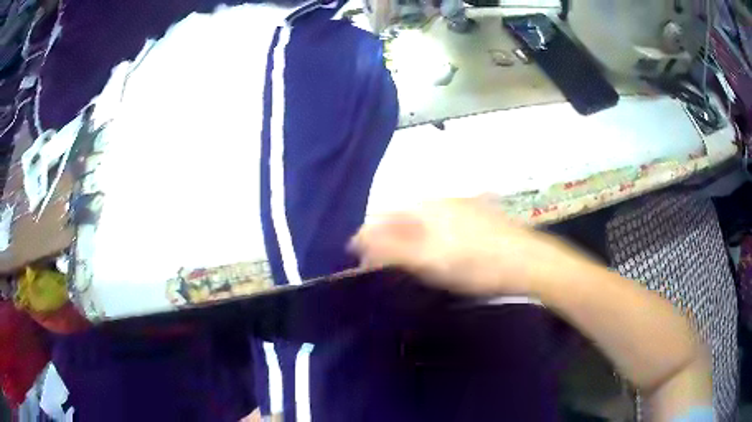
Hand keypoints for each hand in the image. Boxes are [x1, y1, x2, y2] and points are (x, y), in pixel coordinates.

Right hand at [350, 198, 584, 296]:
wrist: (527, 262)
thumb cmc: (476, 263)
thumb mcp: (429, 260)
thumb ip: (391, 249)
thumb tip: (358, 241)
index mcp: (425, 205)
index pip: (382, 216)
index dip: (366, 238)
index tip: (360, 262)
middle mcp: (440, 199)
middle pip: (401, 218)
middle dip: (387, 241)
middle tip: (384, 268)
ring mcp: (461, 205)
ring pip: (421, 221)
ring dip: (408, 241)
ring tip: (409, 265)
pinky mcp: (476, 215)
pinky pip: (441, 225)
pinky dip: (430, 240)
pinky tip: (438, 255)